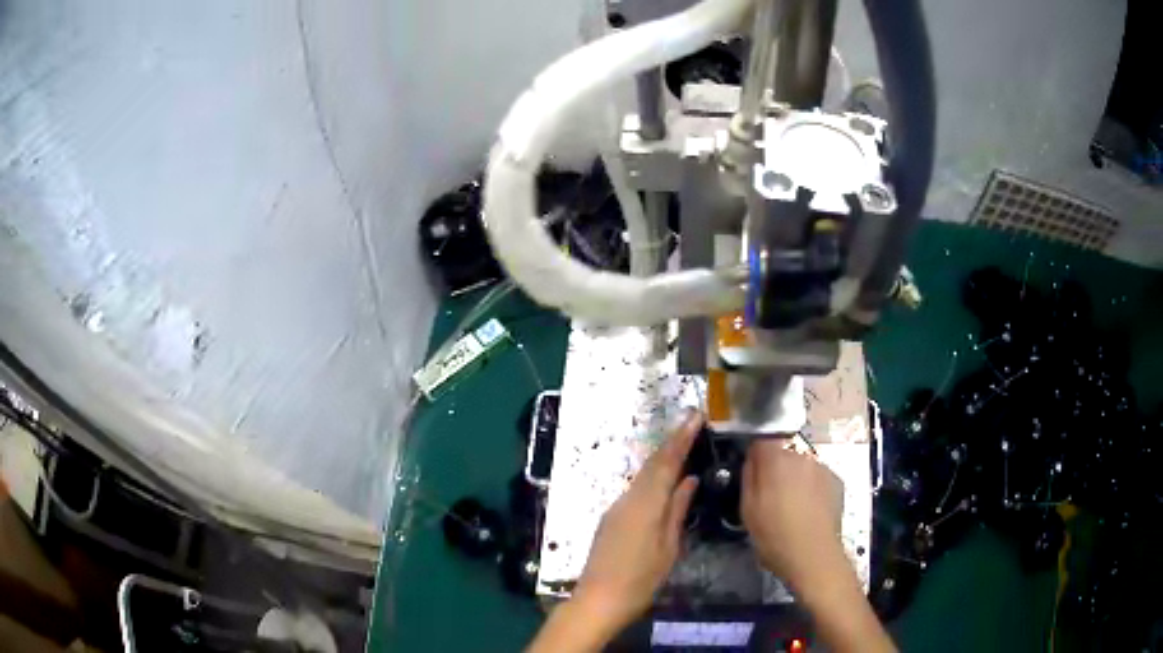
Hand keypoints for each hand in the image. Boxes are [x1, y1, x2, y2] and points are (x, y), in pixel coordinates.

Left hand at [573, 410, 701, 633]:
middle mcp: (628, 498)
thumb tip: (689, 479)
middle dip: (673, 442)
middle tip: (693, 424)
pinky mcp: (612, 519)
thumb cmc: (640, 579)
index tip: (695, 415)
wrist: (599, 600)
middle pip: (652, 464)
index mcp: (646, 504)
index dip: (681, 437)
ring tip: (685, 445)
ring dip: (663, 458)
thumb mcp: (668, 547)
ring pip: (643, 475)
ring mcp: (616, 508)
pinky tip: (665, 479)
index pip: (666, 462)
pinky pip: (637, 489)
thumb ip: (677, 510)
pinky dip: (653, 477)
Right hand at [741, 440, 894, 652]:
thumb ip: (749, 477)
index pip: (761, 441)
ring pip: (802, 466)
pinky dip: (811, 488)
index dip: (755, 456)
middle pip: (784, 453)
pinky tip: (808, 511)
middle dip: (777, 469)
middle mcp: (802, 456)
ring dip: (795, 479)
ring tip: (792, 506)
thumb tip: (752, 459)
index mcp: (776, 460)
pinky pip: (817, 478)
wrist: (814, 556)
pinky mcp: (836, 481)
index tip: (753, 474)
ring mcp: (822, 468)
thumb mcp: (748, 510)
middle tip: (771, 496)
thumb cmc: (774, 536)